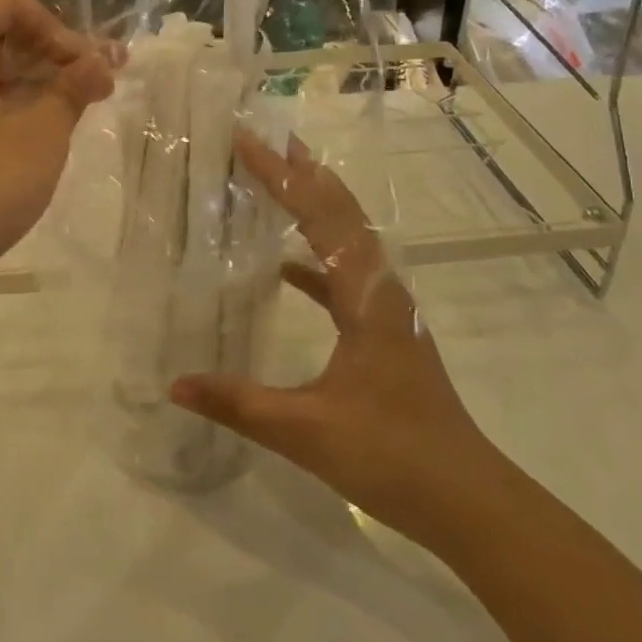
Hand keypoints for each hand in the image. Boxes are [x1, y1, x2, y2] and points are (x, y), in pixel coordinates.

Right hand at [170, 133, 492, 539]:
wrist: (467, 500)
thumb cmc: (392, 456)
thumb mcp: (305, 430)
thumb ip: (237, 404)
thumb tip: (175, 383)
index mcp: (366, 296)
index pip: (320, 218)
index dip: (282, 177)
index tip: (247, 142)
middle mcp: (381, 290)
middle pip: (340, 213)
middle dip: (302, 173)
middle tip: (264, 140)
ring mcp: (385, 311)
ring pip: (347, 240)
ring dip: (313, 206)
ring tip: (277, 180)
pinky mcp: (382, 333)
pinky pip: (344, 278)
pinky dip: (315, 260)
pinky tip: (284, 268)